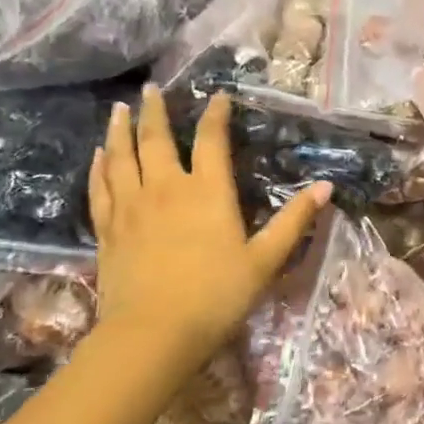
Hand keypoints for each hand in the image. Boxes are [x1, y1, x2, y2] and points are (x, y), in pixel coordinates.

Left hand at [89, 87, 329, 367]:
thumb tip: (325, 187)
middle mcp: (166, 189)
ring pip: (121, 157)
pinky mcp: (108, 230)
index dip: (215, 115)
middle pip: (156, 139)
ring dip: (120, 130)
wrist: (153, 335)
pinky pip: (100, 188)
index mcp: (207, 192)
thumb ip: (293, 221)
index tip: (217, 96)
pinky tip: (98, 156)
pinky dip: (99, 167)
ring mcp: (131, 208)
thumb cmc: (216, 296)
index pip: (211, 140)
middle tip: (151, 89)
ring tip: (119, 109)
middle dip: (155, 111)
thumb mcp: (265, 260)